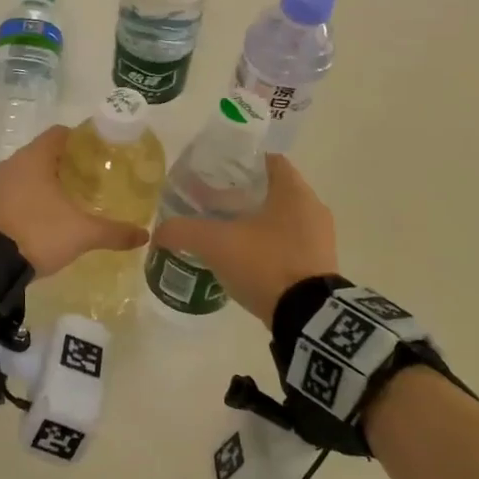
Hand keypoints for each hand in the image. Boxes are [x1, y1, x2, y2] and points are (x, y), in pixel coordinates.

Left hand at [0, 126, 148, 277]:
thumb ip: (114, 232)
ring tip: (69, 201)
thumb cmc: (38, 234)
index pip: (60, 134)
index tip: (99, 154)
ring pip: (25, 174)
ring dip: (44, 183)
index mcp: (34, 158)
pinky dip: (28, 199)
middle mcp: (11, 163)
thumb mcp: (82, 234)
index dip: (81, 140)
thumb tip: (143, 235)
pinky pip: (12, 193)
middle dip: (65, 164)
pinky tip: (43, 218)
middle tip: (90, 180)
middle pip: (43, 153)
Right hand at [149, 155, 336, 321]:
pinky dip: (267, 245)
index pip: (268, 160)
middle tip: (211, 203)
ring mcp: (320, 238)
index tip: (215, 173)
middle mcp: (312, 207)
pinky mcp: (319, 265)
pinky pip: (289, 243)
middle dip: (243, 194)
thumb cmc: (265, 263)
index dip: (240, 162)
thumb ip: (182, 231)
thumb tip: (158, 232)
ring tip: (224, 232)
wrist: (308, 318)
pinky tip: (243, 258)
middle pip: (273, 189)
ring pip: (282, 218)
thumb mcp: (215, 243)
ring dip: (256, 221)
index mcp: (293, 190)